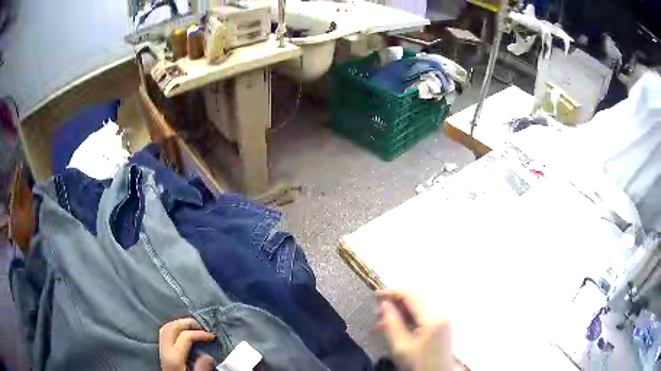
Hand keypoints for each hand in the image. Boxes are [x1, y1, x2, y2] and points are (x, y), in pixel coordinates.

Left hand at [159, 318, 215, 370]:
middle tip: (201, 325)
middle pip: (171, 327)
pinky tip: (182, 334)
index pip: (185, 336)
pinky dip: (173, 330)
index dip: (200, 333)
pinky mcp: (162, 354)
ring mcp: (161, 351)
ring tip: (192, 327)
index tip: (212, 336)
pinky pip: (164, 334)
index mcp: (174, 357)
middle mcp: (165, 350)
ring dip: (178, 324)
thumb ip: (202, 367)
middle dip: (186, 323)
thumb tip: (208, 356)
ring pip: (165, 329)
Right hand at [376, 290, 456, 370]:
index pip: (412, 296)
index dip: (392, 293)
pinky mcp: (441, 327)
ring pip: (418, 308)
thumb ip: (392, 323)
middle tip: (376, 312)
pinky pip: (422, 317)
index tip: (375, 296)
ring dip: (400, 312)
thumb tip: (384, 304)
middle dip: (395, 303)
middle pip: (416, 300)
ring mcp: (442, 320)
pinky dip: (408, 319)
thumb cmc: (418, 364)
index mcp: (433, 318)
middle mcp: (440, 314)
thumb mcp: (400, 347)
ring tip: (381, 324)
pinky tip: (394, 328)